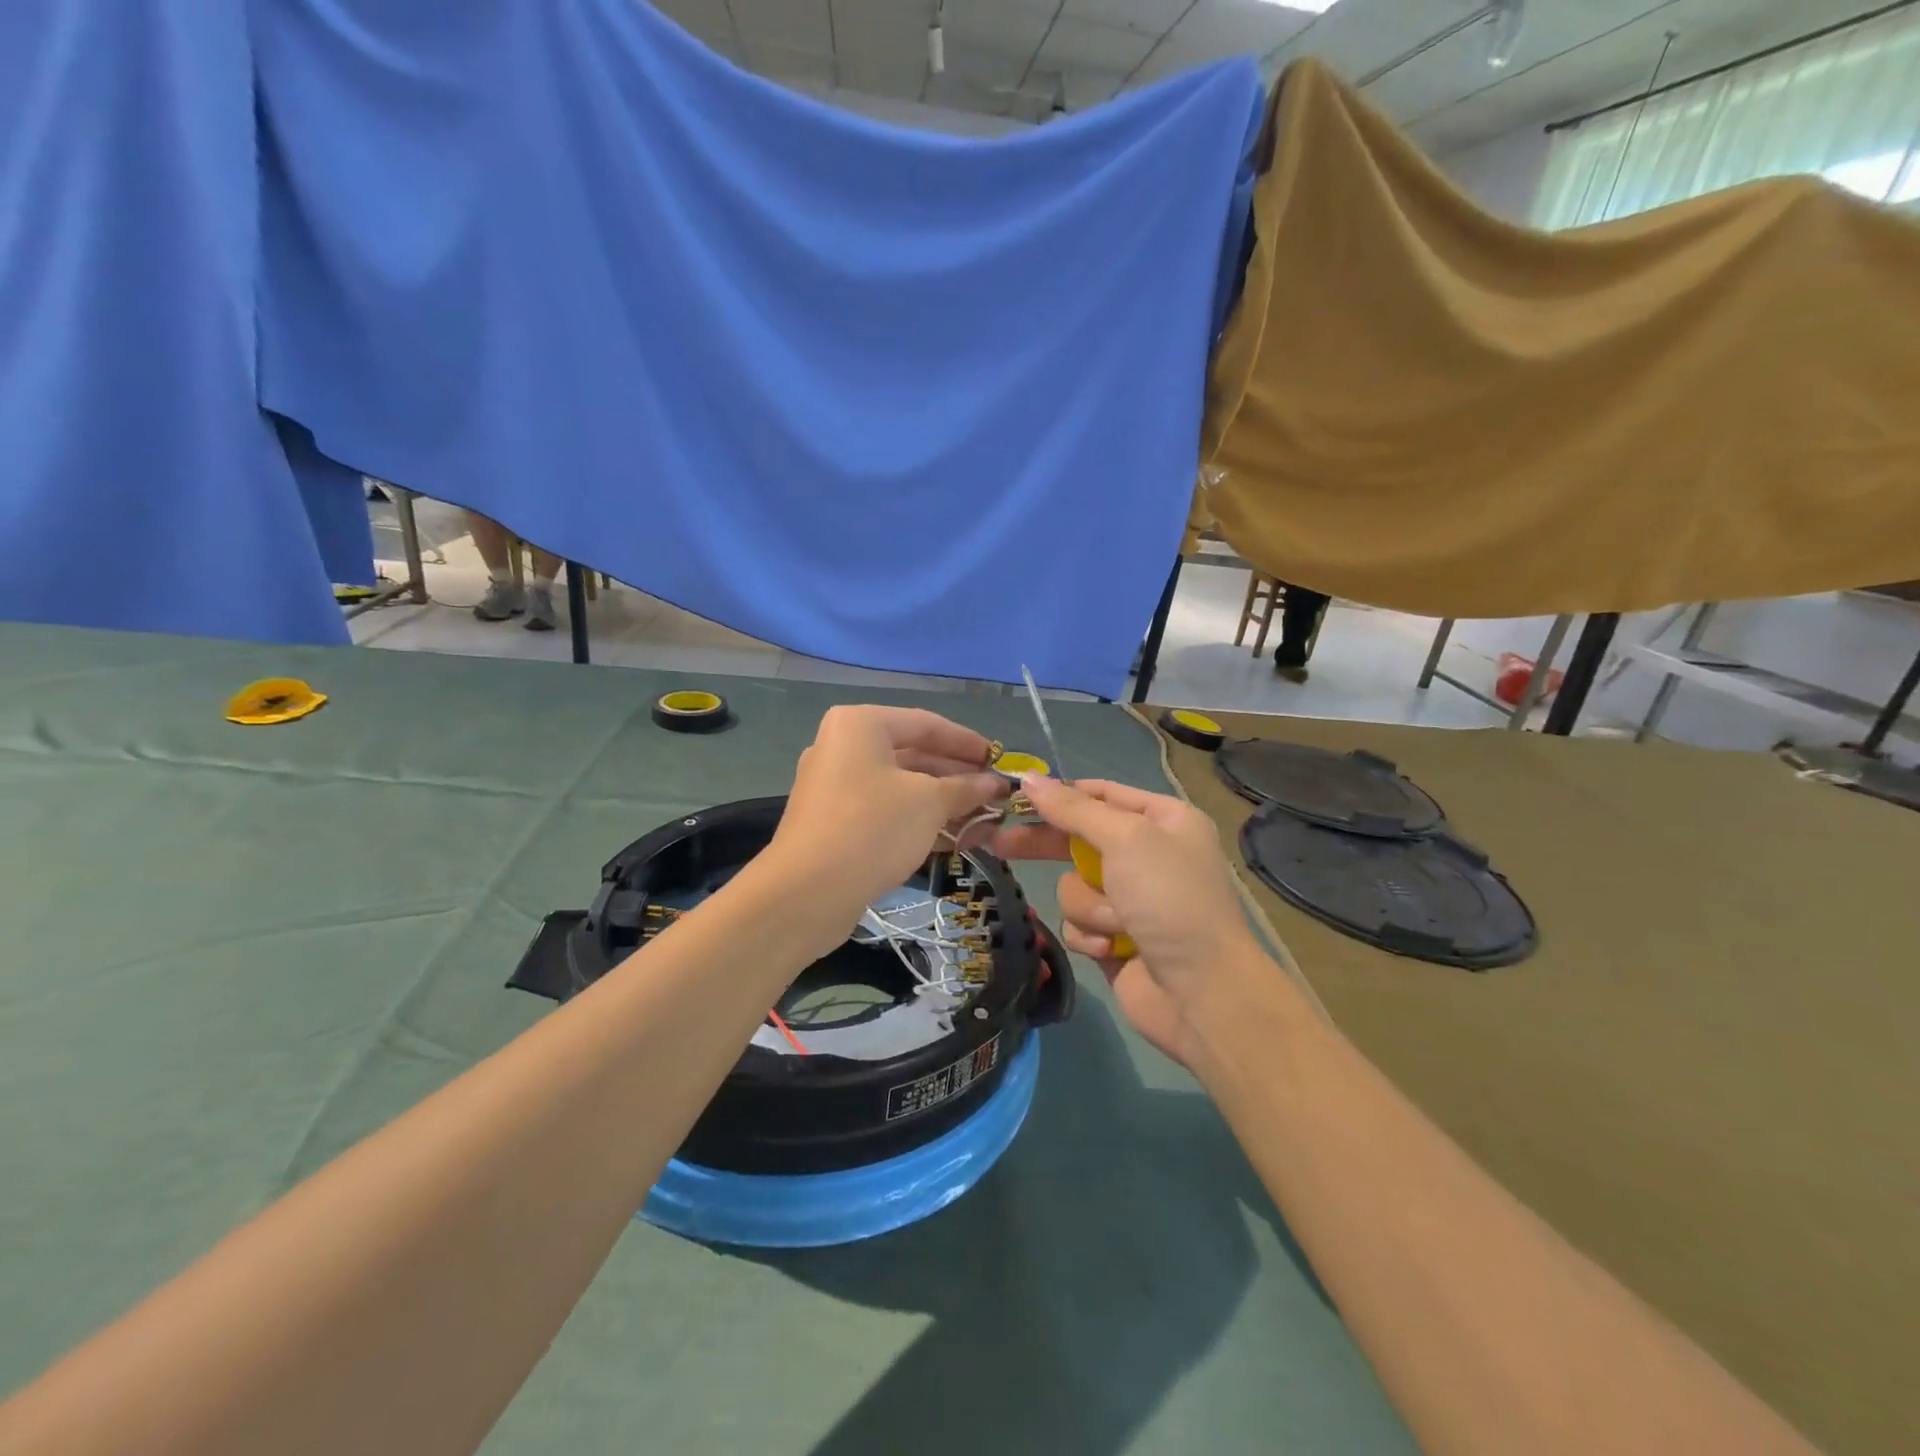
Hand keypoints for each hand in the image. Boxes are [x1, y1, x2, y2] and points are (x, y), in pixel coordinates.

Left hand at [764, 705, 1007, 933]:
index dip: (967, 742)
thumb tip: (995, 784)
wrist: (807, 892)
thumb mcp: (929, 802)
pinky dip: (919, 820)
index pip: (926, 724)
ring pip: (901, 787)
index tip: (999, 760)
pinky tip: (954, 838)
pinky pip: (886, 810)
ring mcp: (836, 786)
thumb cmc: (873, 827)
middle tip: (995, 794)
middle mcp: (843, 747)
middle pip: (914, 755)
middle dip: (958, 776)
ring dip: (943, 802)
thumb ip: (965, 788)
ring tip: (984, 819)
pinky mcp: (835, 822)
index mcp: (861, 725)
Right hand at [993, 776, 1260, 1065]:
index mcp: (1164, 820)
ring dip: (1088, 904)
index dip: (1060, 794)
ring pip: (1073, 885)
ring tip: (1116, 922)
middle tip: (1000, 843)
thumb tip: (1029, 777)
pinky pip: (1078, 922)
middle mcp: (1148, 854)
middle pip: (1078, 838)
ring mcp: (1130, 899)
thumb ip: (1073, 809)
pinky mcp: (1114, 937)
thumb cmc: (1170, 899)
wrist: (1202, 992)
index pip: (1101, 793)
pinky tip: (1112, 948)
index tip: (1016, 795)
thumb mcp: (1125, 839)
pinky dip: (1090, 933)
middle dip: (1046, 845)